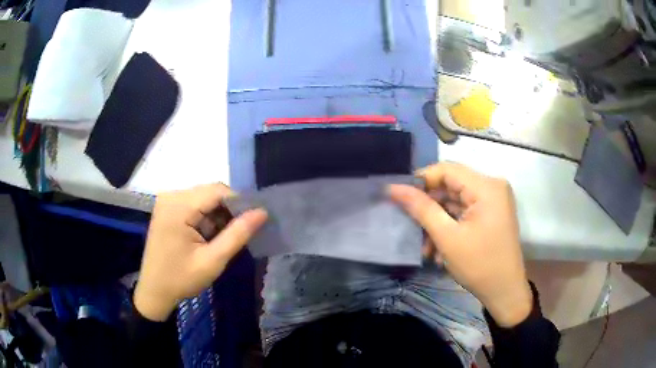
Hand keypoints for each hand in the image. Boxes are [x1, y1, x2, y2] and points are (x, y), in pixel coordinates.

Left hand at [134, 184, 266, 320]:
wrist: (154, 291)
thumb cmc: (181, 279)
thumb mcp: (212, 261)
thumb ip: (237, 234)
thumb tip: (262, 212)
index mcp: (179, 206)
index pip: (218, 191)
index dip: (240, 202)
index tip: (254, 221)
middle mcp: (171, 196)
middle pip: (210, 192)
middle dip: (228, 210)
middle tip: (239, 234)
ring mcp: (168, 201)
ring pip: (204, 198)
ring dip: (218, 215)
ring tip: (223, 239)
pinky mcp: (168, 209)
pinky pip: (194, 205)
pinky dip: (206, 218)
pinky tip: (209, 237)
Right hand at [389, 162, 531, 326]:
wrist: (505, 291)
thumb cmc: (479, 265)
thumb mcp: (447, 237)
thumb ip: (421, 209)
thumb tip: (394, 188)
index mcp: (486, 186)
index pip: (447, 169)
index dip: (421, 180)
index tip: (399, 197)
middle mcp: (492, 186)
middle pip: (451, 185)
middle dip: (429, 208)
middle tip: (411, 227)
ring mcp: (493, 200)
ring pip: (455, 201)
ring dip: (437, 222)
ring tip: (425, 247)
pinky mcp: (491, 213)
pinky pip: (464, 211)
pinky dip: (450, 226)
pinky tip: (438, 249)